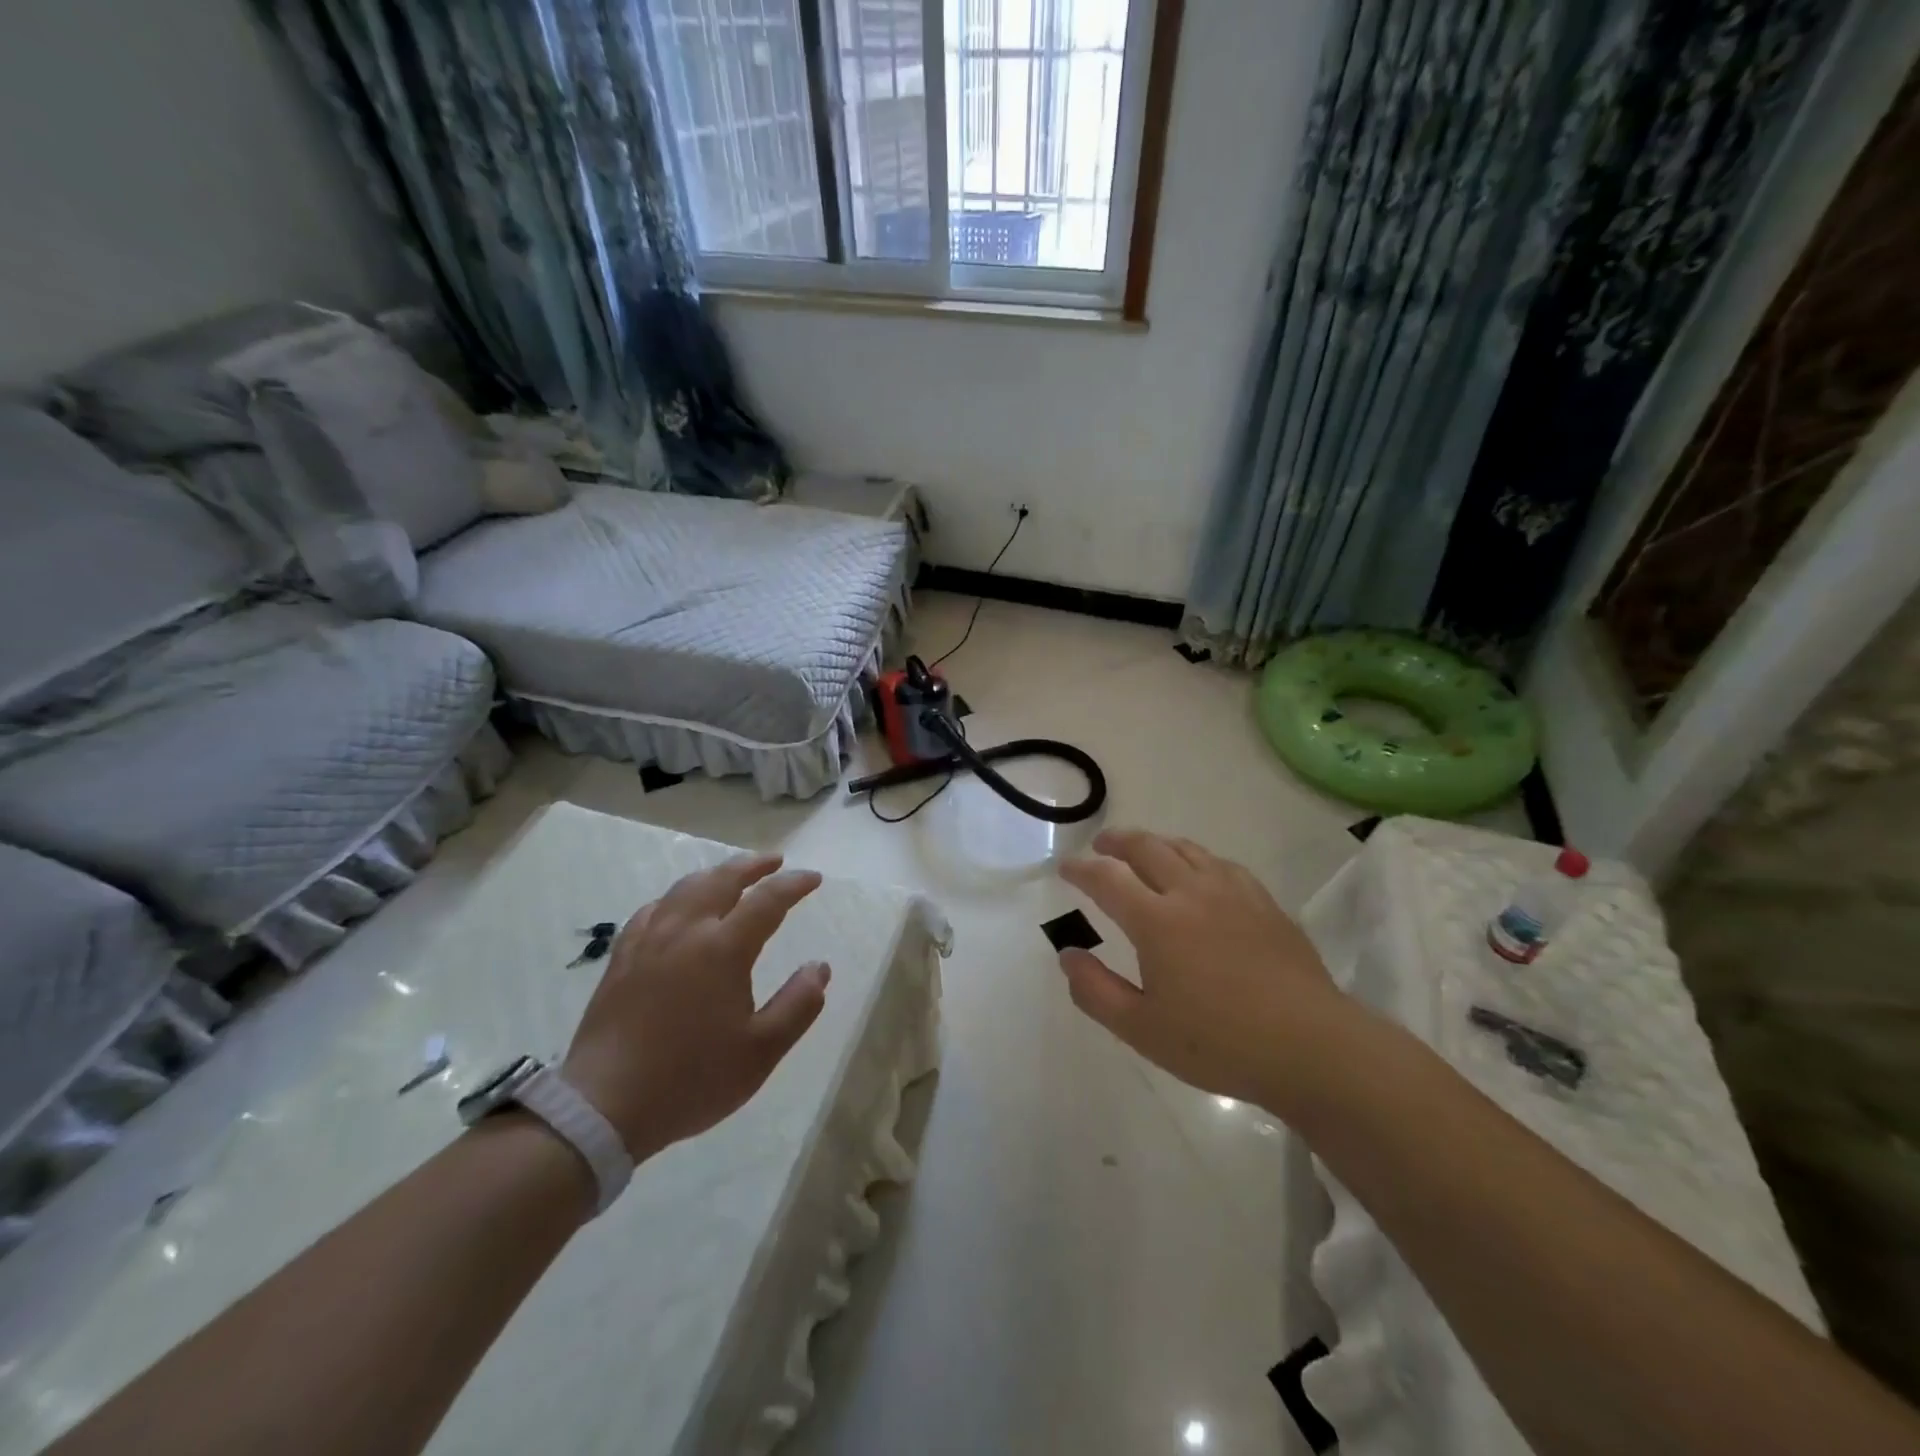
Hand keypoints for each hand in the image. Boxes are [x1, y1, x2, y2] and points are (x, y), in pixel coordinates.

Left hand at [562, 854, 829, 1160]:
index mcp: (723, 949)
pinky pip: (653, 910)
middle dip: (753, 865)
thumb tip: (820, 967)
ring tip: (732, 876)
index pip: (767, 900)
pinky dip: (676, 898)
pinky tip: (677, 908)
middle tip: (775, 861)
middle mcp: (686, 932)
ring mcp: (649, 942)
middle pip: (722, 879)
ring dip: (716, 874)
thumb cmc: (692, 1079)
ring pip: (685, 888)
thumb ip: (798, 1005)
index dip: (794, 884)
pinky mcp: (622, 959)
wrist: (604, 1108)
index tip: (814, 879)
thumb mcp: (761, 1051)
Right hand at [1057, 829, 1358, 1114]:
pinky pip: (1221, 863)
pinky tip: (1200, 872)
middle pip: (1147, 848)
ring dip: (1156, 843)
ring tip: (1144, 850)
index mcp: (1157, 921)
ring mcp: (1233, 893)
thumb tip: (1067, 955)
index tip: (1066, 868)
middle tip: (1101, 844)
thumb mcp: (1142, 1029)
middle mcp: (1191, 893)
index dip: (1081, 869)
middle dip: (1117, 841)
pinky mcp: (1265, 903)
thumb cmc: (1219, 1043)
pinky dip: (1196, 858)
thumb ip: (1096, 991)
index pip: (1107, 879)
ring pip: (1186, 849)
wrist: (1311, 1046)